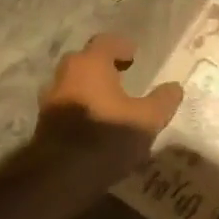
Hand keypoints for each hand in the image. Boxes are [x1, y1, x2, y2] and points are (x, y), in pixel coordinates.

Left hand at [27, 34, 182, 193]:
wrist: (61, 175)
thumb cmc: (107, 136)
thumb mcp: (146, 120)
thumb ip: (162, 101)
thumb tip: (174, 87)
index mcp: (90, 64)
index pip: (105, 42)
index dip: (121, 46)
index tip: (134, 55)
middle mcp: (65, 74)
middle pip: (85, 60)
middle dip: (103, 65)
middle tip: (122, 75)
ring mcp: (50, 98)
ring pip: (72, 83)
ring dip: (89, 87)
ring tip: (109, 101)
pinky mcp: (43, 122)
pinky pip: (66, 104)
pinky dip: (80, 106)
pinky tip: (94, 122)